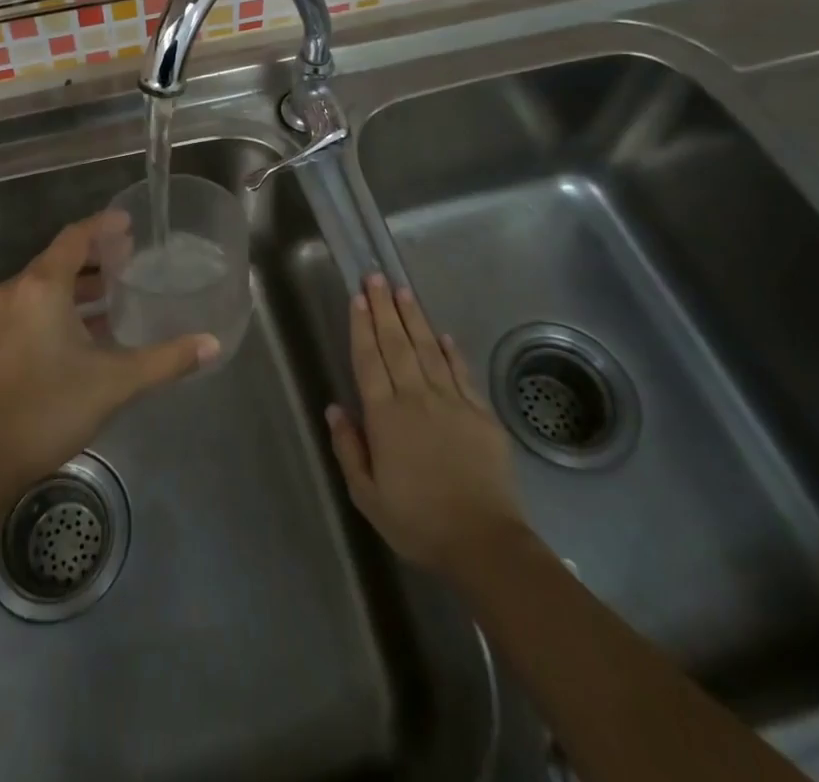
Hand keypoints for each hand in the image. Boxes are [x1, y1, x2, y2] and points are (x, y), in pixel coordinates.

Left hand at [0, 212, 219, 487]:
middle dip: (95, 253)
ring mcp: (2, 316)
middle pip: (59, 256)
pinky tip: (89, 327)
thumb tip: (212, 344)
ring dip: (79, 281)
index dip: (103, 225)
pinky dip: (62, 303)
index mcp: (41, 287)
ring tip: (115, 288)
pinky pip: (34, 303)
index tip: (130, 222)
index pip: (75, 237)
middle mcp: (17, 291)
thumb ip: (166, 360)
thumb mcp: (115, 381)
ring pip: (45, 282)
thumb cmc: (49, 407)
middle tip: (130, 254)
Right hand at [326, 275, 527, 583]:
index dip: (361, 326)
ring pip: (428, 349)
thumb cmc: (417, 521)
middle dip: (384, 308)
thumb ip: (349, 448)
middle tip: (376, 276)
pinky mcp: (480, 413)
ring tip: (403, 291)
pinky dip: (450, 351)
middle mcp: (416, 398)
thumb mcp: (367, 496)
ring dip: (414, 318)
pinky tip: (442, 334)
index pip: (369, 360)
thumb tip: (334, 407)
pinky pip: (461, 373)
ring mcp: (452, 402)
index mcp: (385, 416)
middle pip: (396, 344)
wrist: (483, 542)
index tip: (356, 297)